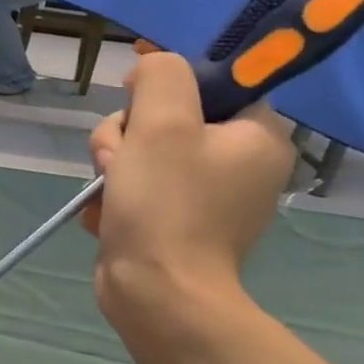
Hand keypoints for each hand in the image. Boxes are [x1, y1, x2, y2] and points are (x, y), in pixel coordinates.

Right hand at [83, 52, 293, 344]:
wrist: (157, 294)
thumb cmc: (167, 204)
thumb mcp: (162, 123)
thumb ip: (161, 76)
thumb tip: (151, 69)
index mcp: (257, 136)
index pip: (215, 84)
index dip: (168, 84)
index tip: (136, 97)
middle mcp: (240, 164)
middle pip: (169, 118)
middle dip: (128, 134)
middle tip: (118, 159)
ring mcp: (207, 198)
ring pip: (144, 153)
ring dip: (114, 165)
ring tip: (108, 191)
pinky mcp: (176, 224)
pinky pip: (138, 189)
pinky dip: (115, 197)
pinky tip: (106, 214)